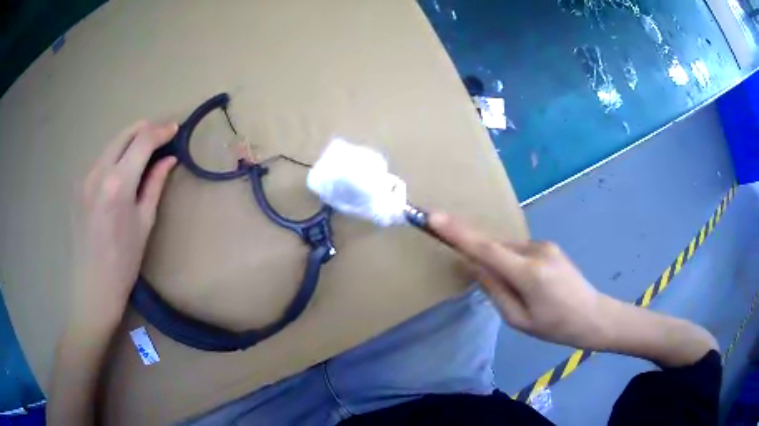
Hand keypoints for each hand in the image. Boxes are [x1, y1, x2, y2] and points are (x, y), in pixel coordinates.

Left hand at [72, 121, 177, 328]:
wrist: (92, 287)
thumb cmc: (124, 262)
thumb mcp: (144, 223)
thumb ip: (155, 184)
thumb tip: (169, 159)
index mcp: (118, 184)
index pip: (142, 141)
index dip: (161, 130)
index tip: (175, 128)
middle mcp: (98, 173)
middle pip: (124, 134)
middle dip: (145, 129)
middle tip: (161, 135)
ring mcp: (84, 178)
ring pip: (111, 144)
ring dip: (129, 141)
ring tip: (143, 151)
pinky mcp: (78, 185)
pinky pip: (100, 160)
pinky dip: (115, 156)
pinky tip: (122, 169)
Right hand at [429, 211, 610, 348]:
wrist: (594, 316)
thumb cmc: (555, 327)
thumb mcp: (519, 320)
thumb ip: (494, 291)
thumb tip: (476, 266)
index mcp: (529, 274)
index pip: (486, 249)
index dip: (458, 233)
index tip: (435, 217)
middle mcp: (537, 251)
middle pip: (496, 249)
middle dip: (485, 262)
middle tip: (495, 289)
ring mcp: (545, 245)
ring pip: (508, 250)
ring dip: (502, 265)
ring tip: (521, 294)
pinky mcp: (550, 245)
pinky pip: (520, 251)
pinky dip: (513, 263)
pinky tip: (529, 285)